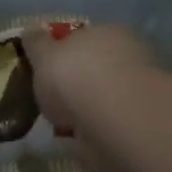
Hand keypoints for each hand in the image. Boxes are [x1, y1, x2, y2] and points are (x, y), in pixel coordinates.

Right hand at [24, 23, 155, 132]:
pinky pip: (108, 123)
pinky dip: (94, 130)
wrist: (117, 122)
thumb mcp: (43, 55)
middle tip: (52, 99)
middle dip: (78, 80)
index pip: (81, 36)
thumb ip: (36, 44)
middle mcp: (126, 54)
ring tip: (61, 125)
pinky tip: (77, 140)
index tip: (45, 69)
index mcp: (105, 31)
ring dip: (87, 108)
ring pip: (104, 96)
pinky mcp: (140, 123)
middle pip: (95, 66)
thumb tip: (31, 30)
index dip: (62, 51)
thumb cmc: (75, 76)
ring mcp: (137, 89)